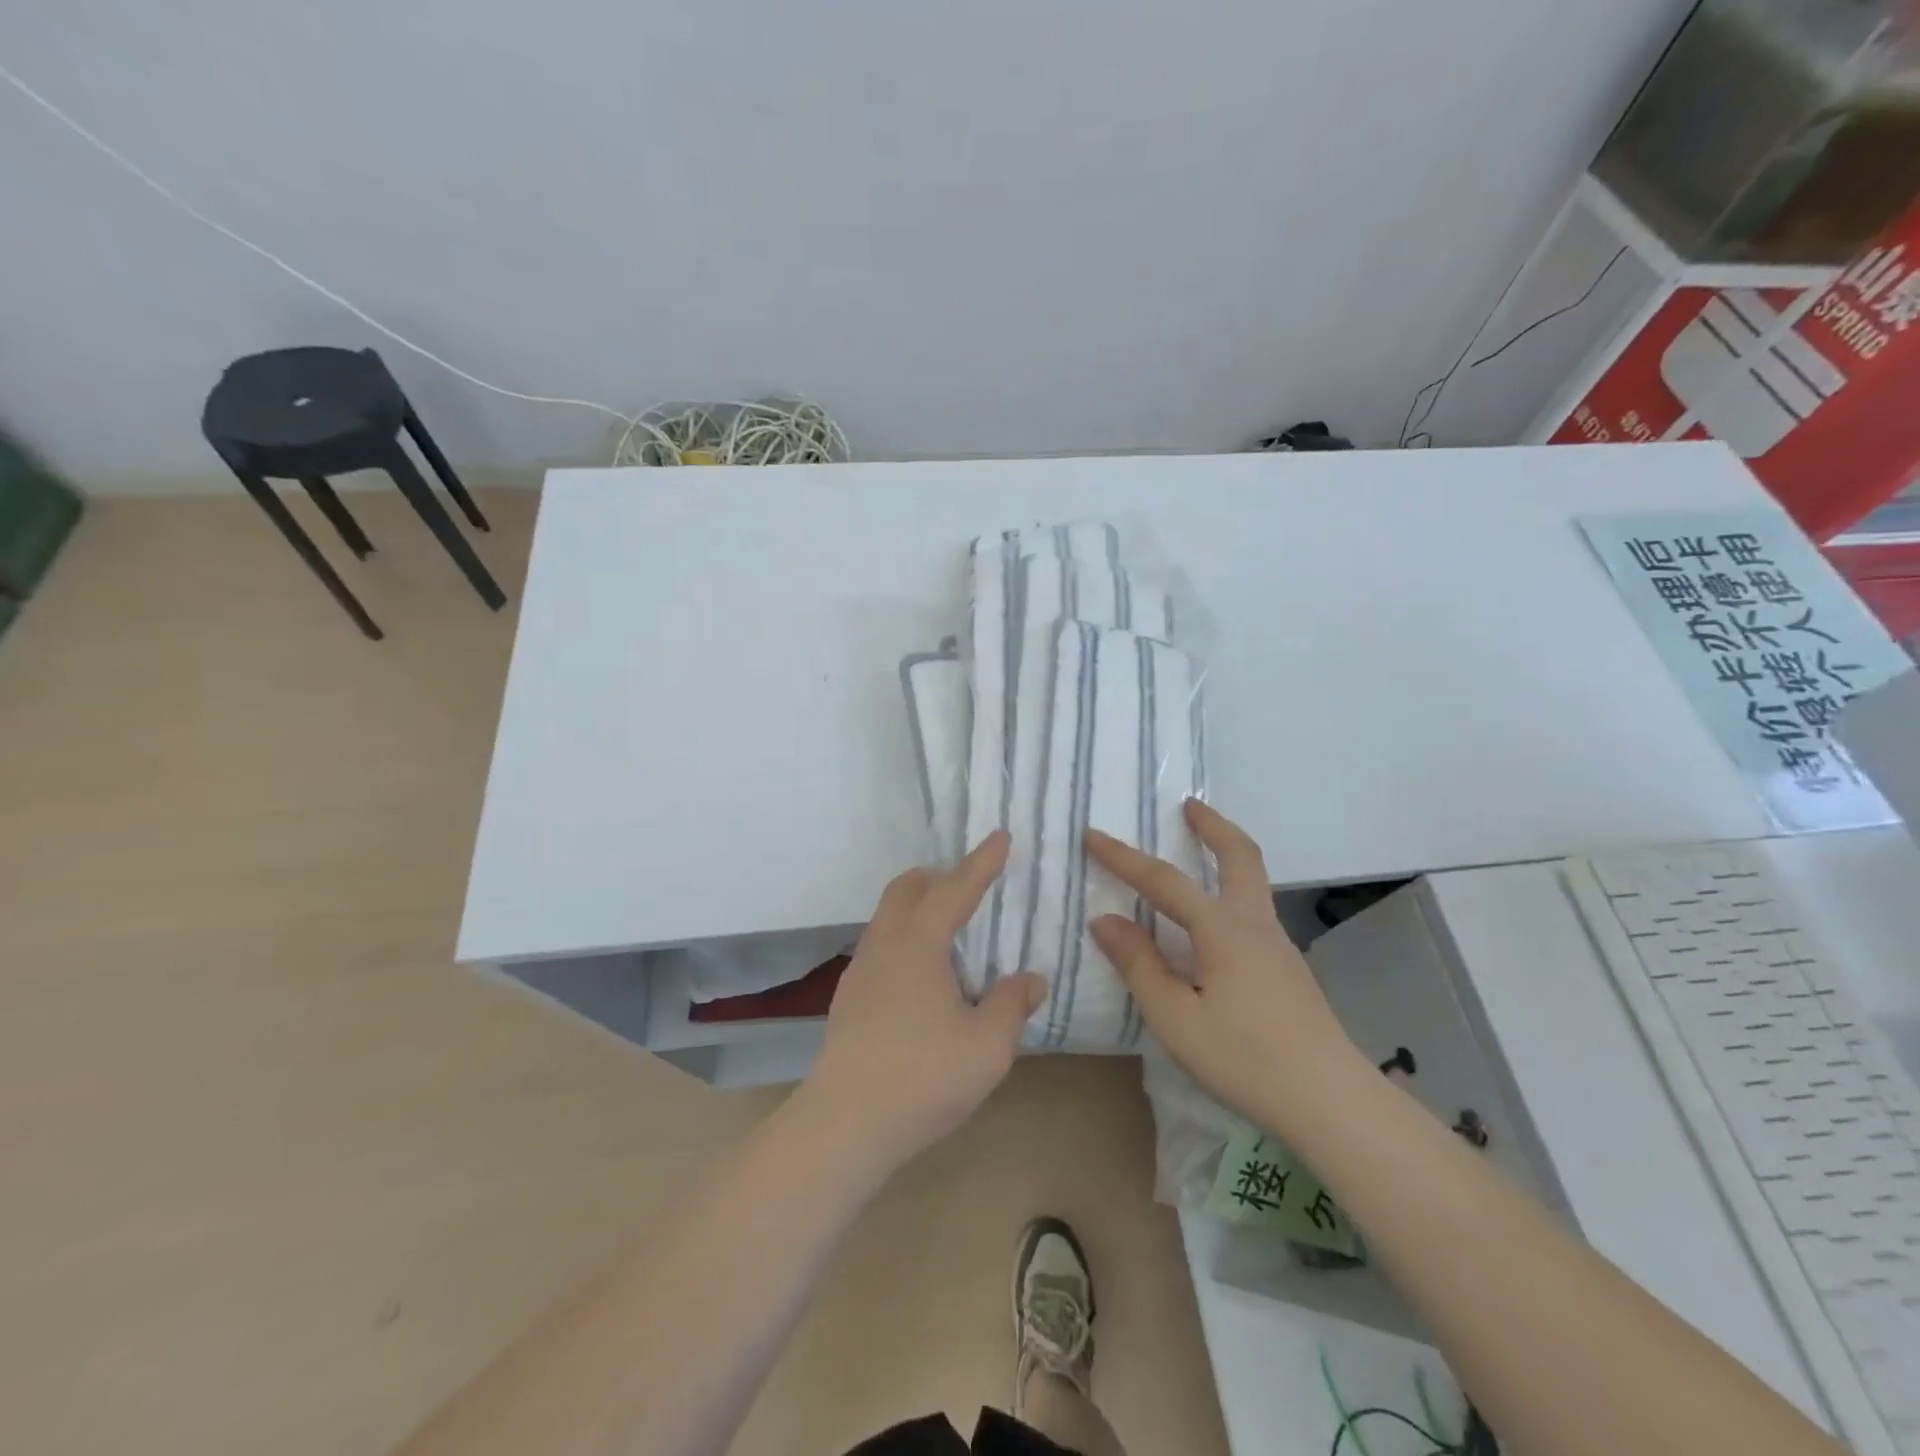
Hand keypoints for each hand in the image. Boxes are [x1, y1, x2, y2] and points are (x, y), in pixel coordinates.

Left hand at [799, 831, 1044, 1174]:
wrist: (845, 1125)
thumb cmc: (923, 1076)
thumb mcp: (987, 1045)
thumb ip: (1011, 1004)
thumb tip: (1030, 978)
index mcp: (919, 942)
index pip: (955, 888)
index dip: (981, 862)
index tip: (999, 837)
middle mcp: (884, 944)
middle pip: (906, 889)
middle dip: (938, 877)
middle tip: (968, 884)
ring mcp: (860, 971)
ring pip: (888, 917)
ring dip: (917, 908)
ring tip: (948, 931)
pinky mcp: (849, 999)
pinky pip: (880, 947)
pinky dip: (904, 939)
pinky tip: (922, 977)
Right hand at [1086, 800, 1360, 1127]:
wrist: (1332, 1102)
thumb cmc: (1245, 1059)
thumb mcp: (1176, 1019)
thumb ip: (1139, 965)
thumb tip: (1106, 920)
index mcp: (1223, 930)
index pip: (1164, 881)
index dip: (1123, 857)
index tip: (1092, 834)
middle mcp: (1254, 925)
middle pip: (1240, 856)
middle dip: (1213, 826)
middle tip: (1189, 805)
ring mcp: (1278, 945)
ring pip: (1253, 881)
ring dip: (1226, 853)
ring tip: (1199, 849)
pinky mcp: (1287, 968)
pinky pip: (1253, 910)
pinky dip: (1230, 889)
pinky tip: (1213, 922)